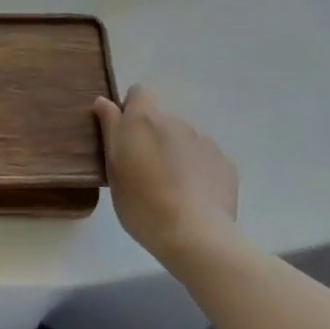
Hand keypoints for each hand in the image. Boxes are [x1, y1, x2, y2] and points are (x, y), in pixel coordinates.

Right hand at [93, 85, 239, 263]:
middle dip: (153, 138)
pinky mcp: (224, 163)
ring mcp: (204, 141)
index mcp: (144, 121)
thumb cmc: (142, 204)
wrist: (194, 235)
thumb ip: (111, 129)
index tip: (126, 136)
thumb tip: (104, 101)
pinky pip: (205, 159)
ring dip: (176, 154)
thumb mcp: (113, 168)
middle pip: (161, 120)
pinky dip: (198, 171)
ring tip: (172, 189)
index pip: (139, 93)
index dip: (131, 109)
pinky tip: (194, 198)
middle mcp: (175, 122)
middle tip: (145, 172)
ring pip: (184, 140)